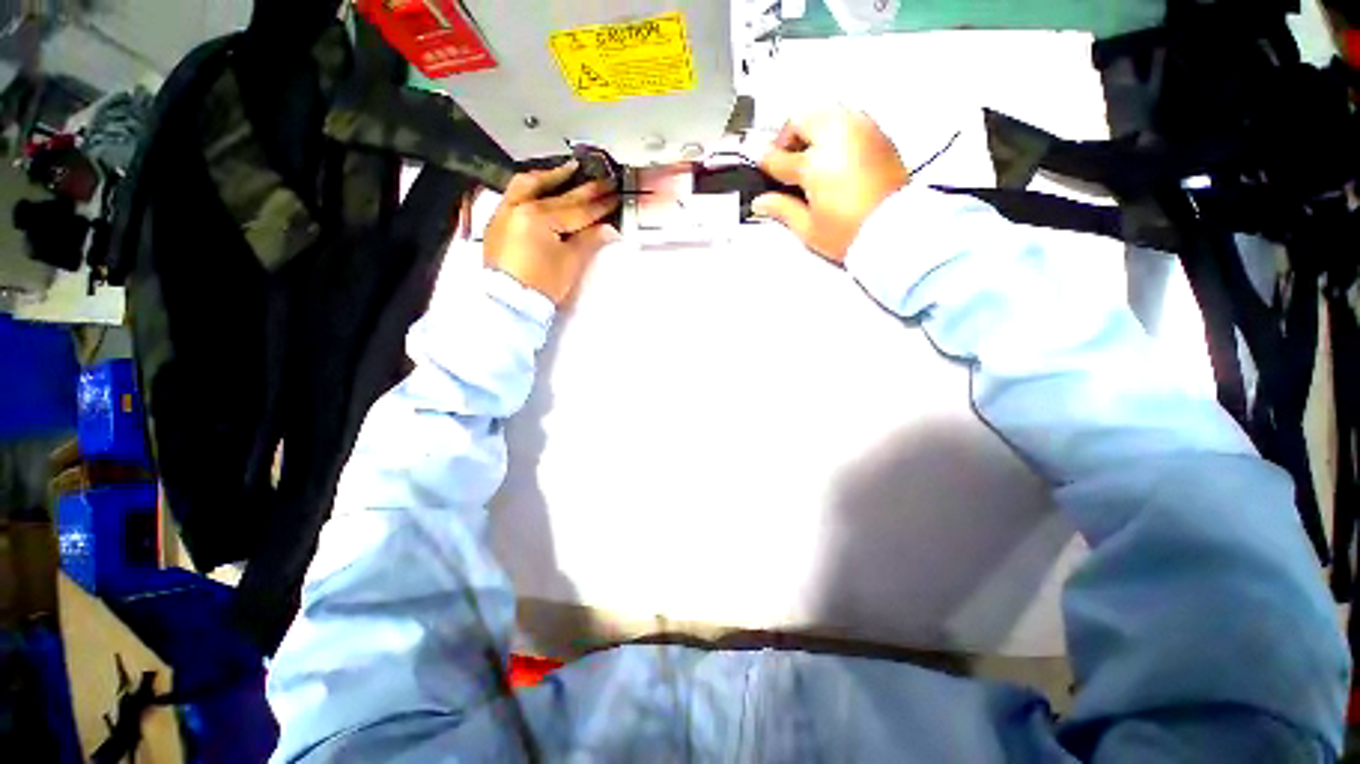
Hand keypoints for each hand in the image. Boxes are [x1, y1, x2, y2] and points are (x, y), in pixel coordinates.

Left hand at [484, 161, 619, 305]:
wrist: (509, 302)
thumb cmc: (543, 284)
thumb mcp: (570, 262)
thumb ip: (589, 239)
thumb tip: (607, 228)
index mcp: (538, 217)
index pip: (576, 209)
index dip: (599, 205)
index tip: (615, 195)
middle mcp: (518, 206)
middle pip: (556, 194)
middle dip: (582, 188)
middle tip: (602, 180)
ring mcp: (504, 211)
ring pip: (528, 184)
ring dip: (552, 177)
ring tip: (570, 171)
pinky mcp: (497, 221)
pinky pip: (515, 194)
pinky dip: (533, 188)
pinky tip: (544, 189)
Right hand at [752, 108, 909, 262]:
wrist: (895, 230)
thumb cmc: (850, 232)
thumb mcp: (808, 228)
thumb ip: (781, 209)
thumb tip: (761, 201)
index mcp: (815, 163)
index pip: (779, 157)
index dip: (765, 164)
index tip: (761, 168)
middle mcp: (837, 137)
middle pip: (802, 118)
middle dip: (787, 136)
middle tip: (785, 159)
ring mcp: (860, 131)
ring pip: (827, 110)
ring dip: (812, 127)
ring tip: (809, 154)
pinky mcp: (878, 134)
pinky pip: (849, 118)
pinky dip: (835, 129)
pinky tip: (832, 154)